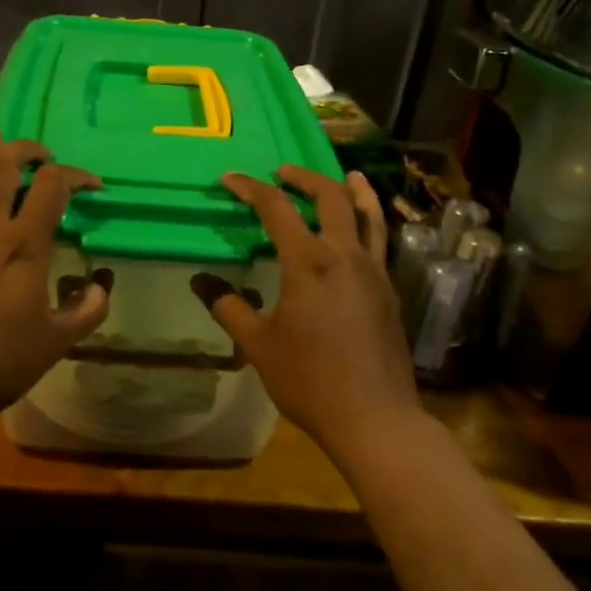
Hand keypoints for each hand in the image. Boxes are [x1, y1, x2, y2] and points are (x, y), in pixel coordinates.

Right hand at [192, 167, 420, 458]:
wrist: (375, 418)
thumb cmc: (309, 380)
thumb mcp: (258, 345)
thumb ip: (228, 307)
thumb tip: (201, 281)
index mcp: (309, 263)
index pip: (276, 209)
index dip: (251, 188)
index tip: (230, 179)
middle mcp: (345, 256)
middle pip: (330, 197)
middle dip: (304, 178)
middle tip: (282, 172)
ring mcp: (374, 272)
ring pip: (368, 215)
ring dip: (352, 190)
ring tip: (345, 175)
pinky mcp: (389, 291)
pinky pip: (379, 241)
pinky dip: (369, 221)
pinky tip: (360, 229)